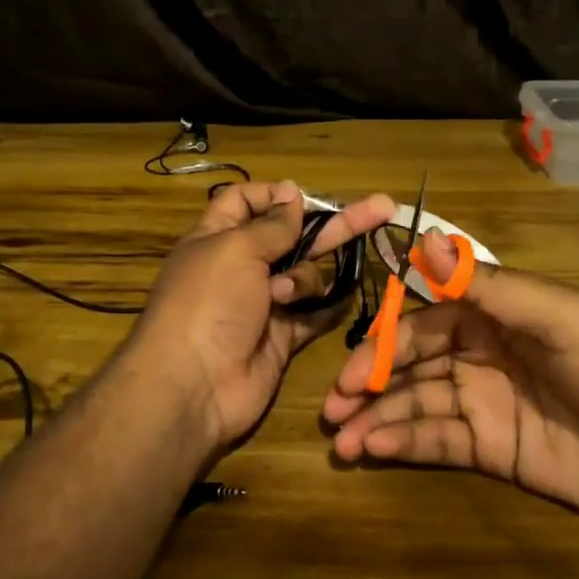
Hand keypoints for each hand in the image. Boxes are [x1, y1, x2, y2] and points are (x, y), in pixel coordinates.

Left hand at [130, 181, 396, 452]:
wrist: (194, 385)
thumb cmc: (208, 303)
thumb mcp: (236, 249)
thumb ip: (272, 224)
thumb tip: (290, 192)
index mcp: (217, 237)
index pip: (246, 201)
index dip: (274, 195)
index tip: (302, 197)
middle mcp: (241, 266)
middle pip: (293, 235)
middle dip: (334, 223)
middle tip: (383, 207)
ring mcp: (263, 303)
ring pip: (306, 274)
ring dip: (304, 279)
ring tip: (283, 296)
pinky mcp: (281, 336)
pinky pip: (314, 313)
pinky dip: (327, 306)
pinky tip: (345, 296)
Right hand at [322, 232, 578, 521]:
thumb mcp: (554, 313)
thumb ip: (484, 285)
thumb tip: (419, 241)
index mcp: (492, 317)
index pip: (423, 324)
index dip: (385, 342)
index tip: (351, 366)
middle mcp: (479, 356)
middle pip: (411, 366)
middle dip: (370, 383)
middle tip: (333, 406)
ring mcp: (484, 404)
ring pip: (417, 406)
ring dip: (378, 419)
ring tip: (342, 440)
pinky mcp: (493, 450)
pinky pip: (439, 443)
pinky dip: (404, 444)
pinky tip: (375, 451)